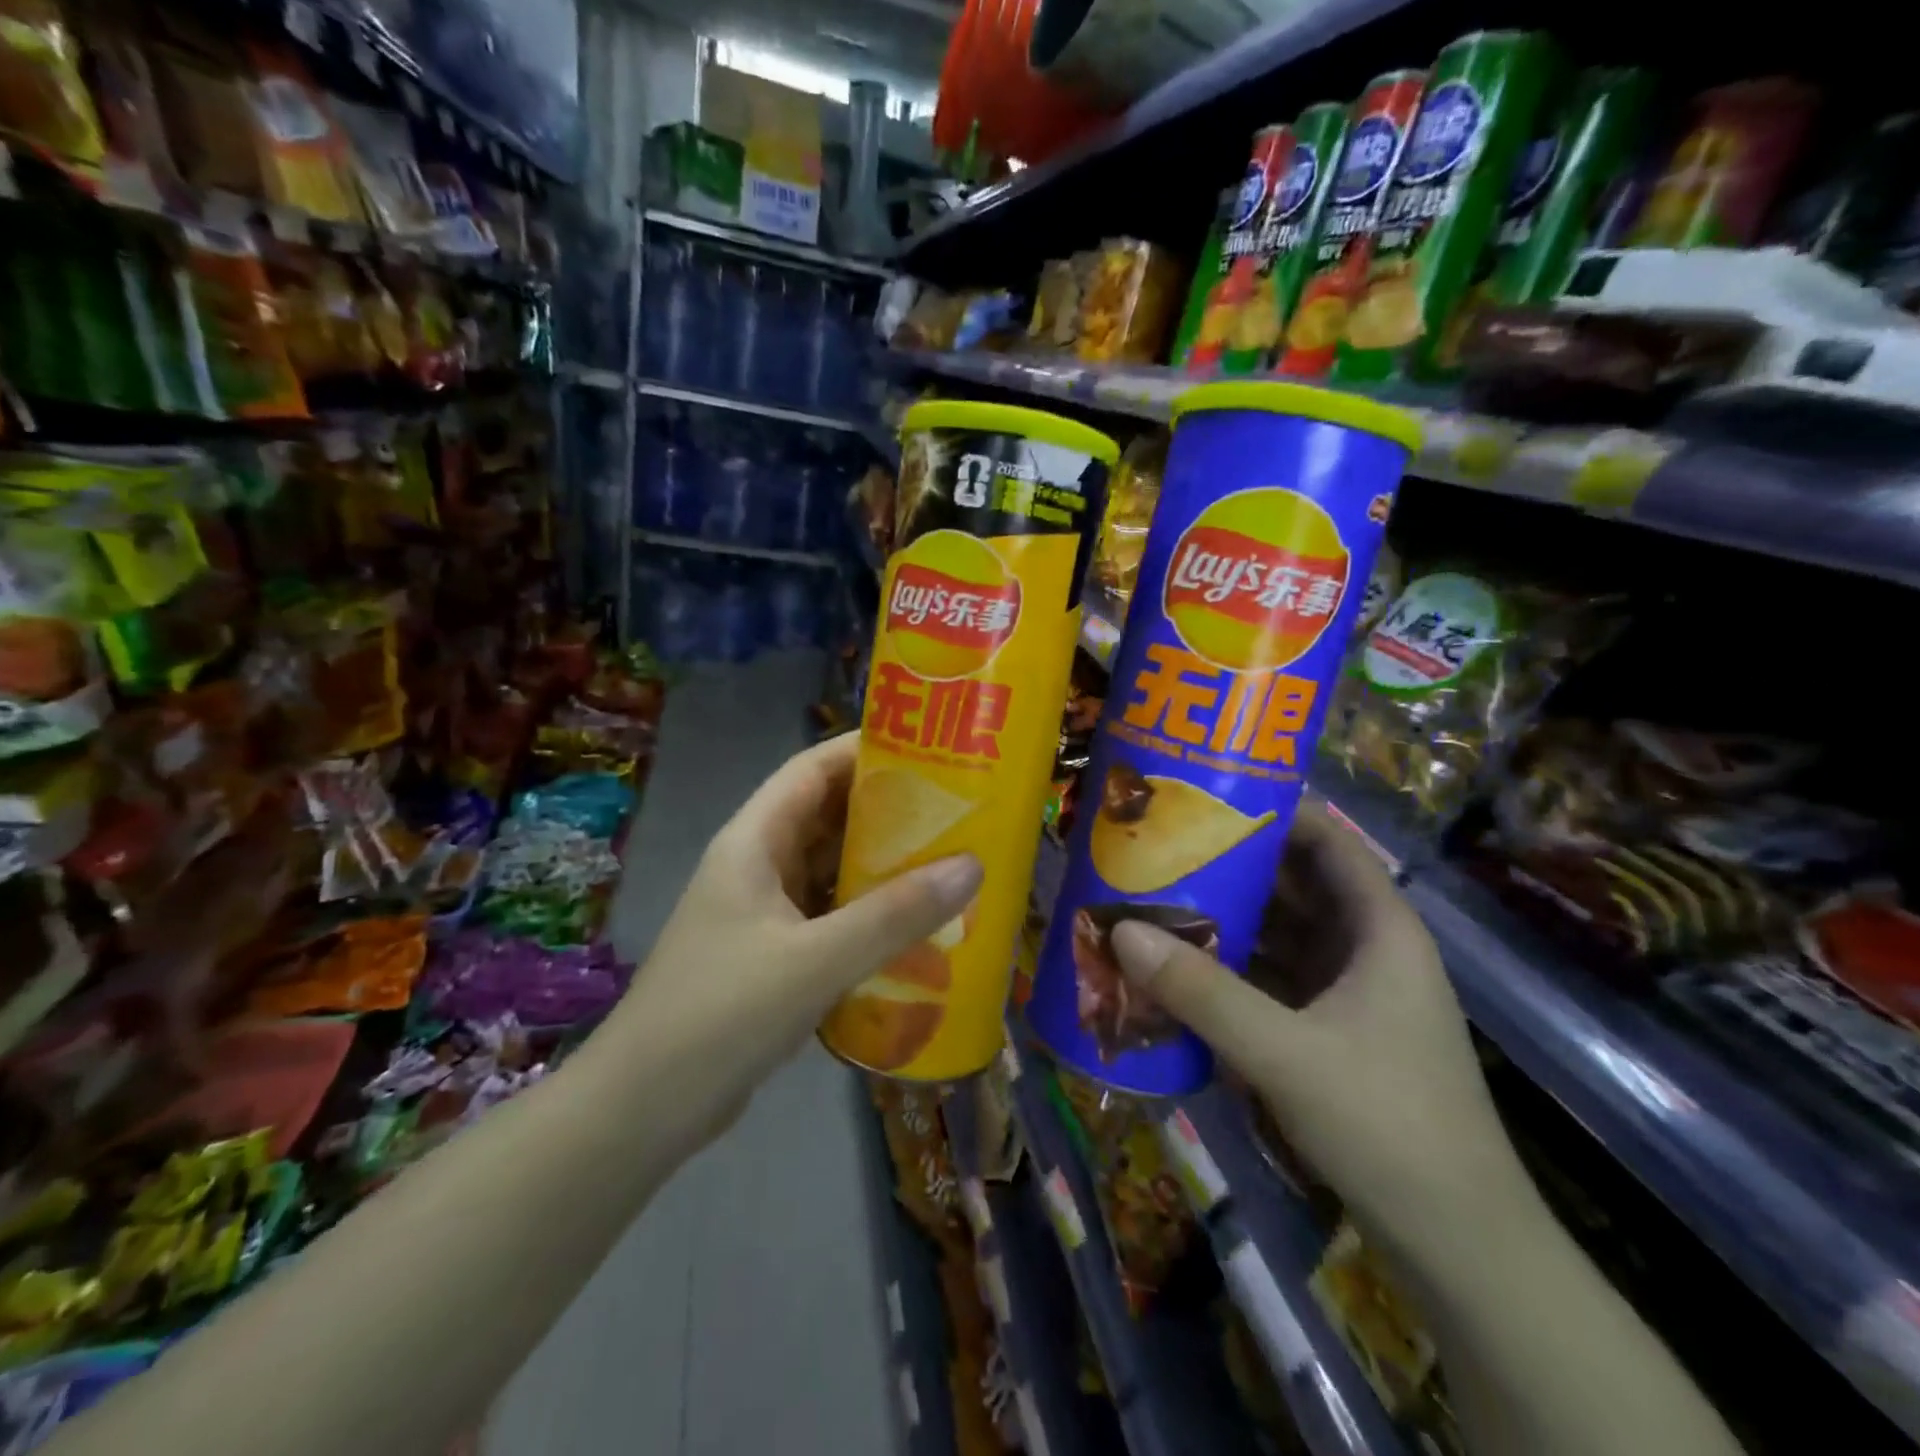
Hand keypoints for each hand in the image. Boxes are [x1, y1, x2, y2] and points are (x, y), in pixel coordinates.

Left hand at [610, 734, 982, 1116]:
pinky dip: (867, 912)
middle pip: (825, 816)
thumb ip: (895, 915)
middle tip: (954, 807)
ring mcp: (761, 912)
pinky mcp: (771, 954)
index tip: (926, 748)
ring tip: (946, 860)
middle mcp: (756, 866)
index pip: (811, 770)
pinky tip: (912, 926)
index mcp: (754, 842)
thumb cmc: (722, 1014)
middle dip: (885, 808)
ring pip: (829, 869)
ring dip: (879, 864)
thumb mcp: (816, 959)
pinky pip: (829, 915)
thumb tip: (972, 866)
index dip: (864, 751)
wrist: (644, 1108)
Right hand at [1111, 800, 1526, 1258]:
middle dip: (1233, 866)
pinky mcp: (1331, 1034)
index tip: (1208, 798)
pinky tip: (1183, 967)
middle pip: (1296, 886)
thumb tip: (1121, 931)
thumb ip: (1203, 993)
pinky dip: (1233, 968)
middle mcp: (1367, 950)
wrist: (1458, 1247)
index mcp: (1380, 930)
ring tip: (1159, 897)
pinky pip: (1273, 979)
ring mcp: (1350, 995)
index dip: (1275, 813)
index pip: (1329, 842)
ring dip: (1228, 919)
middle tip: (1163, 848)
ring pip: (1282, 935)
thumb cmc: (1388, 1126)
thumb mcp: (1286, 1053)